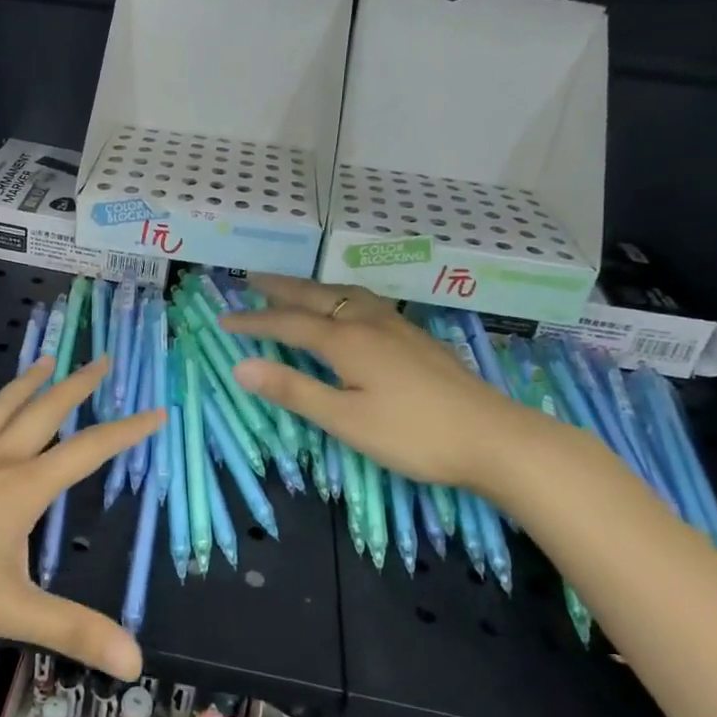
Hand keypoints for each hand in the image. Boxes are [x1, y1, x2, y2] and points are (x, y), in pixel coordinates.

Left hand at [0, 358, 160, 680]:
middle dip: (78, 385)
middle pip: (45, 411)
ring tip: (47, 360)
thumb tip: (137, 663)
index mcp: (24, 487)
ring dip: (28, 384)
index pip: (89, 451)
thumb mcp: (10, 611)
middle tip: (102, 359)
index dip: (127, 431)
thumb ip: (73, 632)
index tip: (157, 410)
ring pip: (2, 410)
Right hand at [218, 274, 544, 490]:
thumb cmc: (412, 434)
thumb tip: (241, 366)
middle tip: (252, 280)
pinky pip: (366, 301)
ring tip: (296, 288)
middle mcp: (368, 322)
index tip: (223, 319)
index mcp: (346, 341)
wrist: (493, 437)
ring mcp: (396, 326)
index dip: (254, 321)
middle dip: (281, 289)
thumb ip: (293, 389)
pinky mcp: (415, 337)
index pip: (287, 323)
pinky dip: (340, 296)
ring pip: (345, 294)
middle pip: (316, 297)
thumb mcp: (345, 419)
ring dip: (313, 288)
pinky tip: (350, 309)